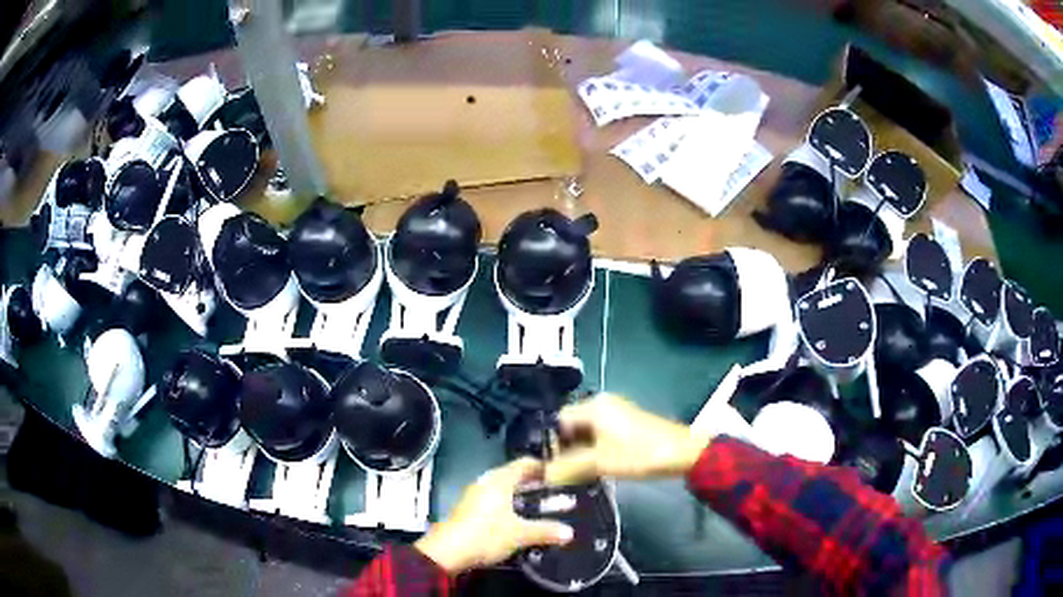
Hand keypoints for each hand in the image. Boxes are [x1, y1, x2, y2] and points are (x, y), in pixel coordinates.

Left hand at [414, 458, 573, 574]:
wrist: (448, 552)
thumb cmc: (486, 535)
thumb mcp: (520, 534)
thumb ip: (546, 531)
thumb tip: (570, 532)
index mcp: (499, 480)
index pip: (525, 464)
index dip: (543, 467)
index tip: (562, 474)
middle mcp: (486, 483)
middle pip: (515, 477)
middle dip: (535, 485)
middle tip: (557, 492)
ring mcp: (475, 496)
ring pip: (504, 491)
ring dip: (522, 498)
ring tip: (543, 508)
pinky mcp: (469, 510)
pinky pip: (495, 502)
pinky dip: (510, 507)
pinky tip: (521, 521)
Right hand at [544, 393, 712, 485]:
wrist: (683, 453)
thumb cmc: (640, 454)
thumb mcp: (600, 463)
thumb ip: (568, 468)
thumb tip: (542, 476)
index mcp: (593, 407)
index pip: (558, 420)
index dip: (550, 443)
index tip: (546, 466)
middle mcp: (602, 405)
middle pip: (571, 426)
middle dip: (563, 449)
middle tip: (558, 474)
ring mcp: (615, 415)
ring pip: (585, 433)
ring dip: (578, 453)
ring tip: (572, 475)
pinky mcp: (625, 426)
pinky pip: (599, 436)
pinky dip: (592, 451)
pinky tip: (591, 470)